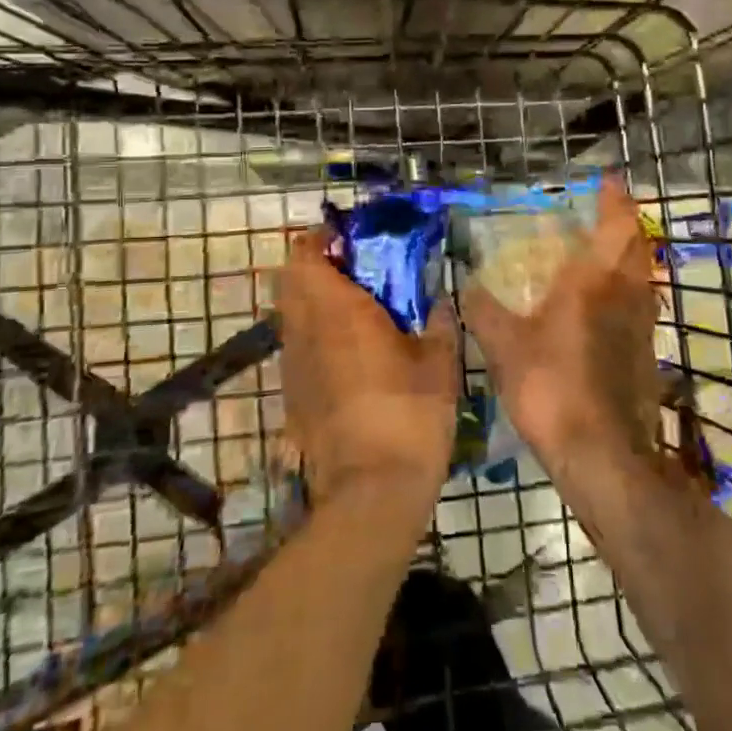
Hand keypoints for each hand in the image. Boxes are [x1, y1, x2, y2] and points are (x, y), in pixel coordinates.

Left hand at [278, 229, 460, 506]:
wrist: (371, 490)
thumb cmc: (409, 414)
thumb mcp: (440, 363)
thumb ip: (440, 321)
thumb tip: (441, 300)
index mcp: (337, 309)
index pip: (305, 254)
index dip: (321, 240)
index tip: (351, 241)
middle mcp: (304, 329)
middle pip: (290, 280)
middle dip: (317, 268)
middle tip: (358, 274)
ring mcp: (293, 364)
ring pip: (291, 315)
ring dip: (314, 303)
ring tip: (356, 314)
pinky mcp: (292, 395)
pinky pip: (297, 348)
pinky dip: (315, 338)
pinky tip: (351, 358)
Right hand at [462, 174, 661, 472]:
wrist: (602, 454)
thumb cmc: (551, 386)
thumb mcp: (504, 346)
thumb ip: (483, 311)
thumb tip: (464, 285)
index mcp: (595, 280)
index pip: (616, 224)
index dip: (614, 198)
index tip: (608, 180)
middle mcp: (627, 294)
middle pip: (638, 246)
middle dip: (625, 224)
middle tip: (603, 214)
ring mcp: (643, 326)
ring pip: (642, 277)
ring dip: (628, 259)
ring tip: (601, 256)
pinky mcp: (646, 356)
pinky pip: (639, 308)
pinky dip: (625, 293)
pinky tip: (602, 310)